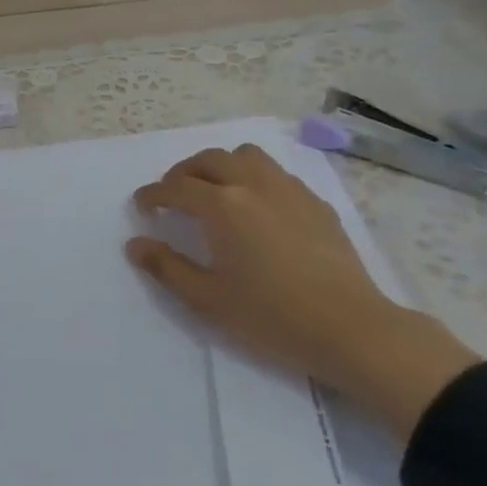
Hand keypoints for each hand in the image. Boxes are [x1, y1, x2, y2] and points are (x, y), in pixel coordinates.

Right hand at [127, 143, 479, 438]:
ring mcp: (289, 190)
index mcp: (222, 206)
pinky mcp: (315, 203)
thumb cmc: (271, 316)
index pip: (176, 188)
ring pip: (246, 156)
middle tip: (172, 195)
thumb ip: (166, 267)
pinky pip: (276, 173)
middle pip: (209, 160)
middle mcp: (253, 185)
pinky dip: (254, 178)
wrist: (351, 329)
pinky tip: (256, 206)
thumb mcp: (207, 298)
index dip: (153, 194)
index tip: (142, 206)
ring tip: (214, 190)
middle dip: (182, 173)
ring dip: (221, 165)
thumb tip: (135, 244)